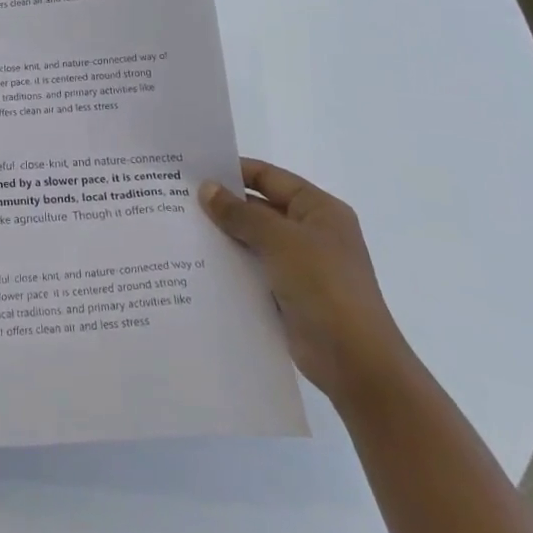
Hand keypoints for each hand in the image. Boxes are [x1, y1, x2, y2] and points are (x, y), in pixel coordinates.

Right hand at [200, 160, 412, 408]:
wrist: (355, 362)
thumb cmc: (323, 286)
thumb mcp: (280, 240)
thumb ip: (240, 213)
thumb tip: (206, 188)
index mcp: (319, 209)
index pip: (269, 177)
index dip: (234, 171)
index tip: (194, 171)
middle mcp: (311, 232)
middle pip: (260, 208)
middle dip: (223, 205)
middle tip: (178, 199)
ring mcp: (301, 265)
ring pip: (254, 240)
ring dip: (224, 236)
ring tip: (180, 229)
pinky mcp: (289, 294)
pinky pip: (253, 270)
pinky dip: (231, 266)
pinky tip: (198, 264)